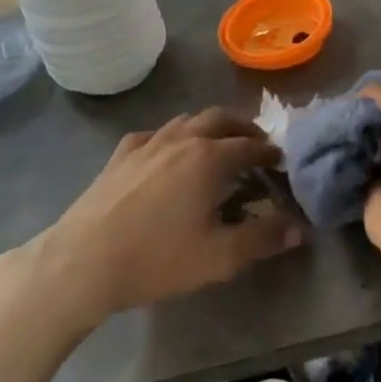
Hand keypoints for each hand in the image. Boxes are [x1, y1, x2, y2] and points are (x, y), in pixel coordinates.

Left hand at [5, 109, 301, 330]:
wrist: (82, 262)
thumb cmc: (157, 259)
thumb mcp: (219, 257)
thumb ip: (262, 238)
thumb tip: (298, 227)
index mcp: (209, 158)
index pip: (249, 145)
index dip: (269, 152)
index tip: (281, 160)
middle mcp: (182, 139)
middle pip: (220, 119)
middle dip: (243, 128)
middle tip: (255, 143)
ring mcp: (147, 144)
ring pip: (186, 121)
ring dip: (209, 126)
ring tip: (217, 143)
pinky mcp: (120, 155)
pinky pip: (153, 134)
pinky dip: (170, 137)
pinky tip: (166, 152)